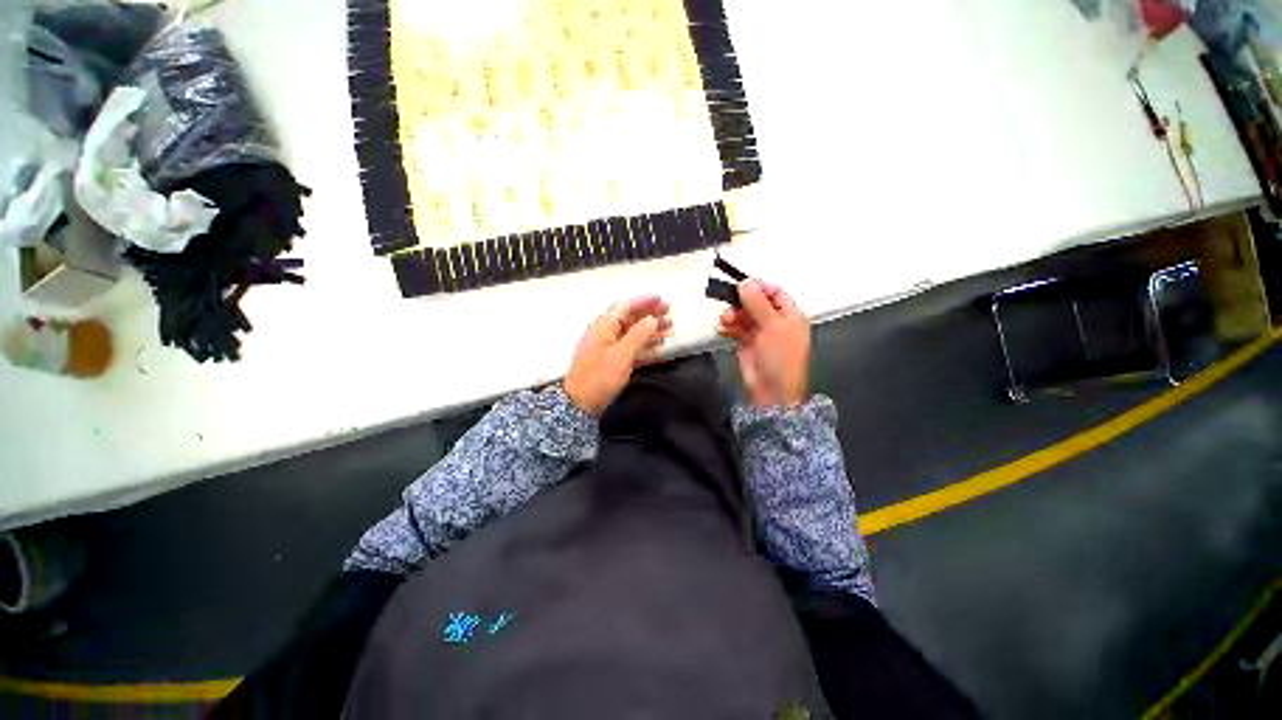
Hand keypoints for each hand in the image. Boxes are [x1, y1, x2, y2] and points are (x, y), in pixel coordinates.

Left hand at [564, 295, 671, 414]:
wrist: (580, 403)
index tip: (661, 299)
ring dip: (650, 330)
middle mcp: (605, 332)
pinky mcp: (610, 360)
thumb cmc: (598, 378)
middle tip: (668, 314)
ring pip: (632, 333)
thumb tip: (652, 320)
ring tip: (667, 330)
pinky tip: (656, 348)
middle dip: (650, 315)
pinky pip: (630, 347)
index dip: (644, 302)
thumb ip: (638, 336)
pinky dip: (644, 345)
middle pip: (630, 318)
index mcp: (604, 326)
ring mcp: (607, 347)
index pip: (626, 307)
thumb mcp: (621, 355)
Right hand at [717, 280, 810, 407]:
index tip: (742, 285)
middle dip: (742, 302)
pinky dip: (729, 327)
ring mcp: (761, 333)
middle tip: (729, 304)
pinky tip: (723, 329)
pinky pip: (736, 329)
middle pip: (756, 303)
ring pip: (744, 315)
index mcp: (790, 315)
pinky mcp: (747, 343)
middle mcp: (775, 322)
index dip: (759, 287)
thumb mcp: (772, 326)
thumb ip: (758, 303)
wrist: (772, 391)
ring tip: (726, 320)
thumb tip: (745, 283)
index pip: (775, 292)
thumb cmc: (780, 358)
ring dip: (733, 315)